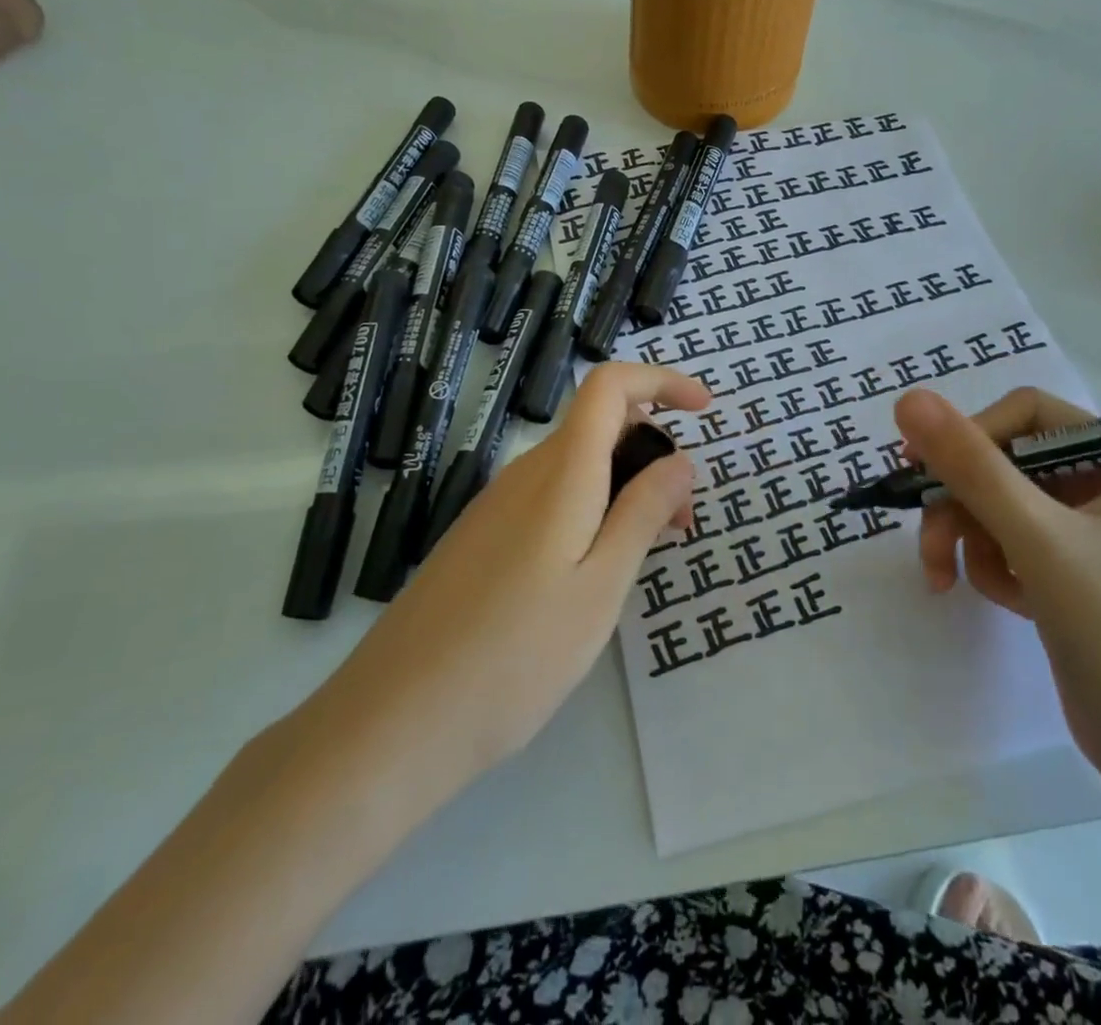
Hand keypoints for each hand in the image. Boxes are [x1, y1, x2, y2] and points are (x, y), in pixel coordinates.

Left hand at [302, 363, 708, 799]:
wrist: (394, 721)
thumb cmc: (514, 657)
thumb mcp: (599, 588)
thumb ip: (642, 514)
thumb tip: (681, 460)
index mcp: (560, 473)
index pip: (609, 387)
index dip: (660, 380)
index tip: (706, 410)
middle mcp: (525, 473)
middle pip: (599, 425)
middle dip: (653, 451)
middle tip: (683, 519)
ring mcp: (497, 505)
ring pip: (577, 465)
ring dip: (624, 485)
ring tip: (648, 551)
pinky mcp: (482, 537)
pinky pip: (551, 497)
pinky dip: (591, 508)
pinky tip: (593, 570)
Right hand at [895, 386, 1100, 808]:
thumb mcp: (1038, 541)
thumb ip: (972, 468)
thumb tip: (908, 399)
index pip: (1026, 414)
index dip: (971, 434)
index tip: (922, 469)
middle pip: (1002, 461)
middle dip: (960, 502)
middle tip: (931, 545)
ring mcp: (1084, 530)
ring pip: (994, 503)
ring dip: (967, 539)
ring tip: (953, 581)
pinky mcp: (1066, 570)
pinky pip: (1005, 542)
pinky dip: (991, 567)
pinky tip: (1010, 602)